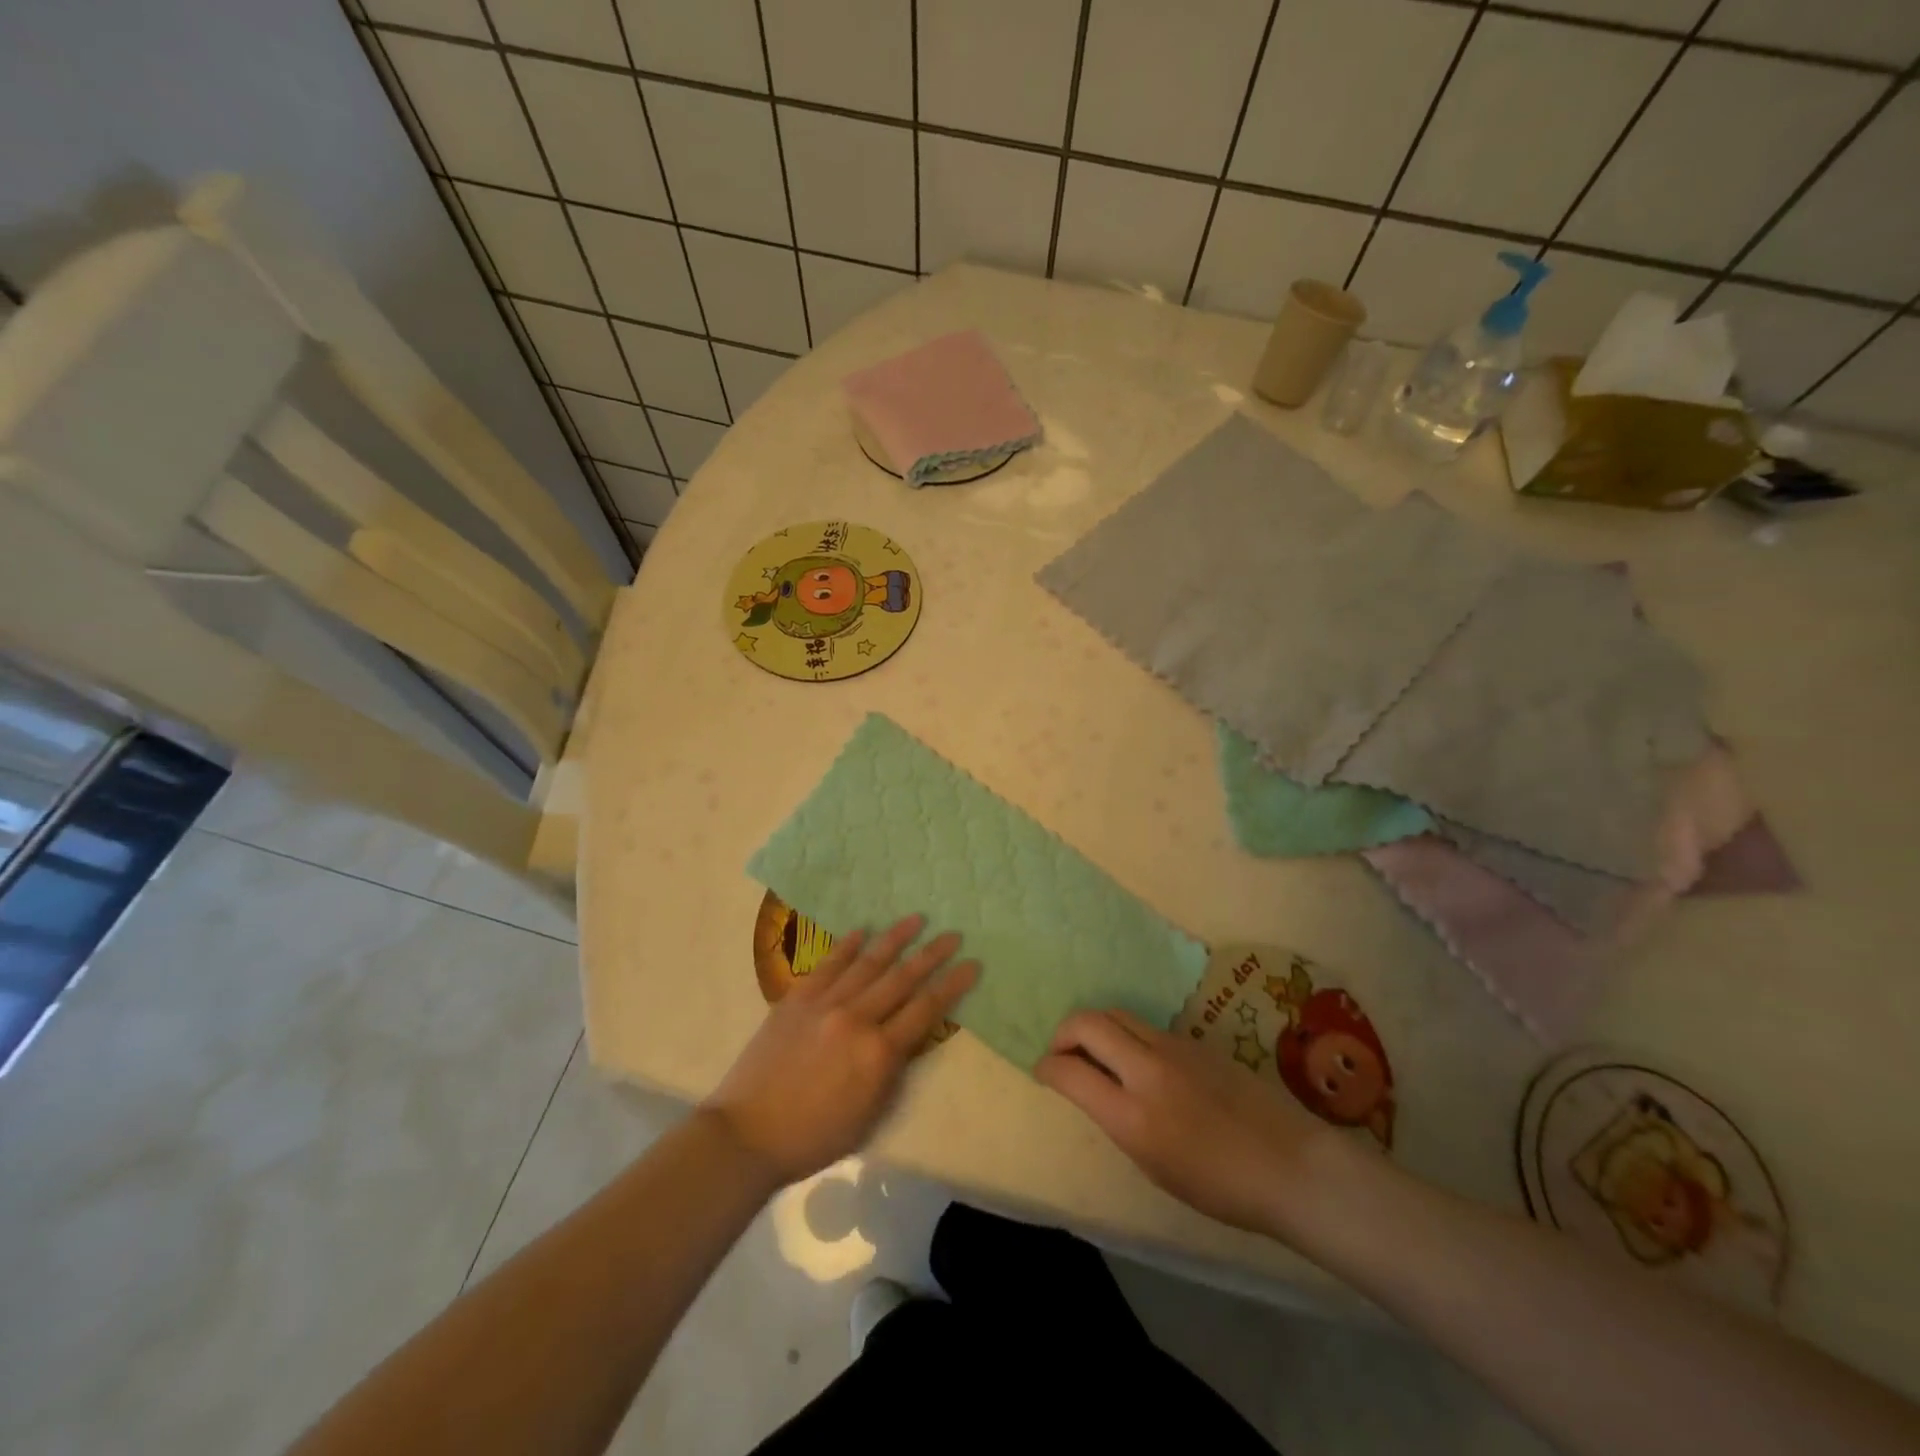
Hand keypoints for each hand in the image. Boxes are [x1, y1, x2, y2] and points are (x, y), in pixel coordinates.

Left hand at [704, 914, 977, 1185]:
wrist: (748, 1133)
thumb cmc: (815, 1136)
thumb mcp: (870, 1114)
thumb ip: (893, 1071)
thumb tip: (907, 1037)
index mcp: (878, 1053)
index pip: (926, 1009)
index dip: (952, 985)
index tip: (972, 964)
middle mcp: (856, 1019)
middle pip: (902, 978)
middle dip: (932, 954)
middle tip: (953, 934)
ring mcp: (824, 1003)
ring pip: (868, 963)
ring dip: (895, 939)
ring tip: (916, 919)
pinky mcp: (797, 998)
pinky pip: (828, 965)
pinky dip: (847, 946)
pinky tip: (862, 931)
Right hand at [1036, 1009, 1344, 1239]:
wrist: (1290, 1165)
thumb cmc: (1221, 1187)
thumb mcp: (1154, 1166)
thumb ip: (1119, 1121)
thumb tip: (1095, 1090)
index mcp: (1133, 1116)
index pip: (1070, 1071)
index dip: (1047, 1066)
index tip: (1042, 1071)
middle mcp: (1147, 1070)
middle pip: (1089, 1022)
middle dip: (1064, 1032)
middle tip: (1062, 1052)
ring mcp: (1174, 1047)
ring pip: (1117, 1014)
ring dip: (1096, 1027)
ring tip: (1096, 1051)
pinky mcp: (1195, 1040)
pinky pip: (1147, 1026)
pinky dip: (1128, 1034)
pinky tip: (1138, 1060)